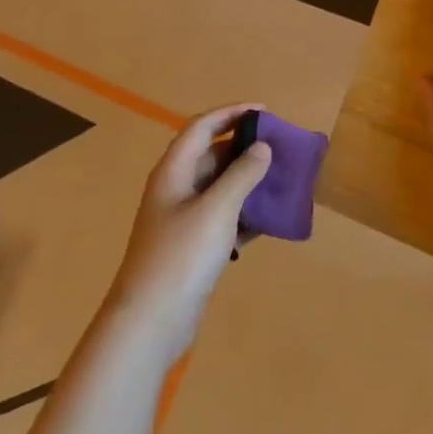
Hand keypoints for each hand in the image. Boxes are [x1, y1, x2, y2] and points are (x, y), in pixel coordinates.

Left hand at [102, 104, 270, 365]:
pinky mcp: (193, 246)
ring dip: (249, 181)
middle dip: (245, 148)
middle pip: (212, 155)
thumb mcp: (217, 209)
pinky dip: (245, 213)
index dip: (231, 113)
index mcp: (174, 172)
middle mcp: (176, 189)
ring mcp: (183, 220)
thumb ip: (242, 174)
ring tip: (282, 179)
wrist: (150, 322)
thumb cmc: (181, 256)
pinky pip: (224, 217)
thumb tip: (262, 147)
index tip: (265, 111)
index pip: (202, 128)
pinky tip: (270, 219)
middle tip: (281, 148)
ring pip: (220, 188)